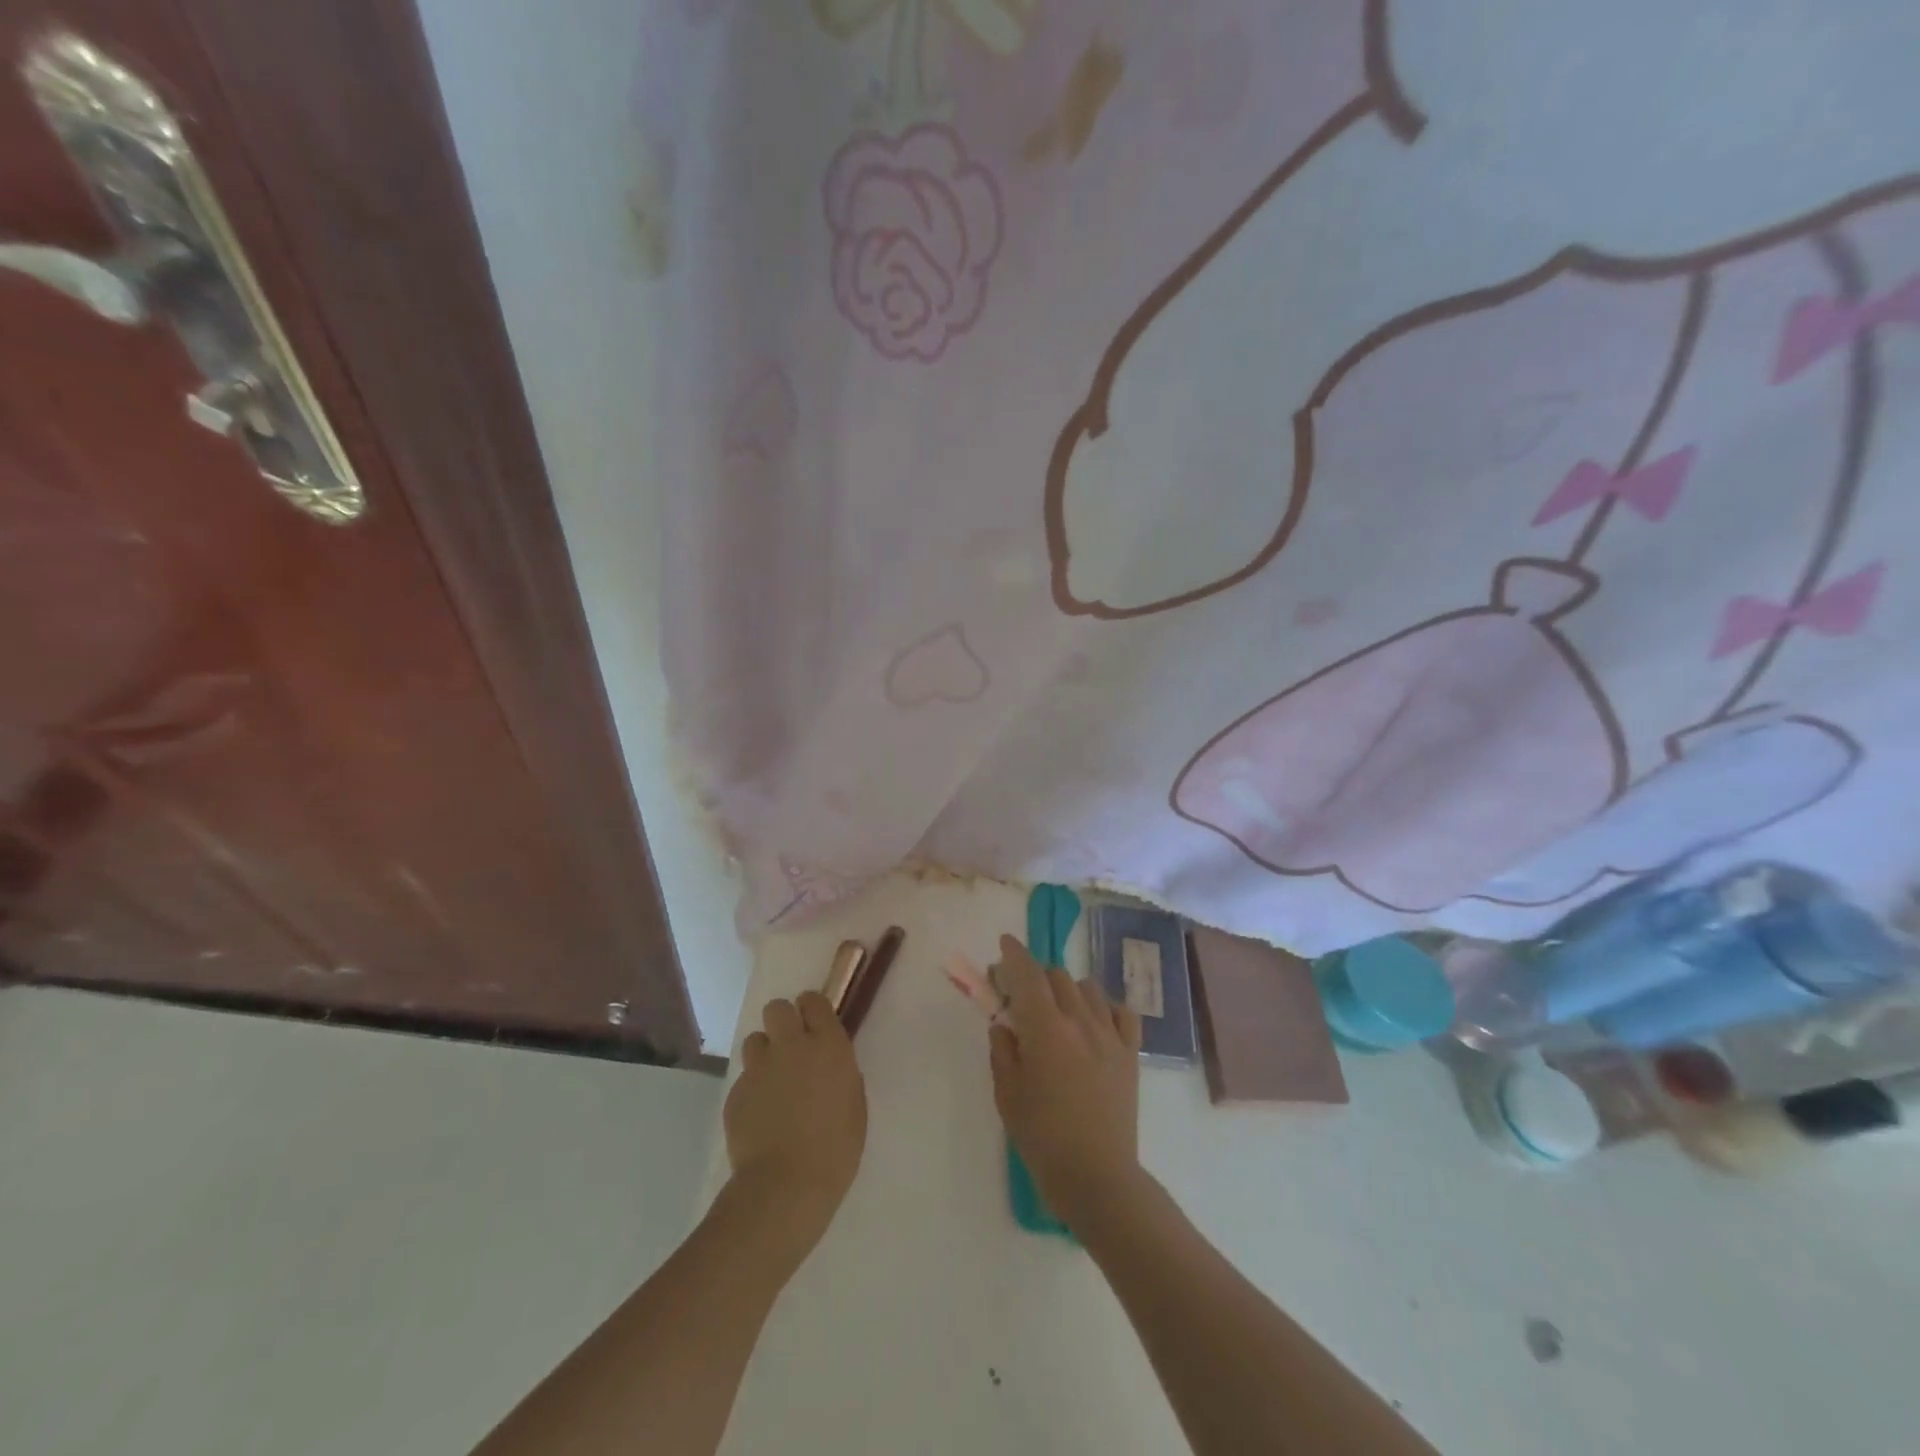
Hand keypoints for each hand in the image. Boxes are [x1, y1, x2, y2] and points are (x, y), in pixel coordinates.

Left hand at [724, 991, 866, 1255]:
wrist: (786, 1186)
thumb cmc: (836, 1148)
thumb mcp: (854, 1103)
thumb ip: (840, 1072)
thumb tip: (827, 1064)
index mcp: (828, 1045)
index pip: (813, 1001)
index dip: (811, 1009)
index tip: (813, 1024)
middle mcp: (791, 1046)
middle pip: (777, 1008)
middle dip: (783, 1021)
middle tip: (791, 1047)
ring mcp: (759, 1068)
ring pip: (755, 1040)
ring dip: (764, 1053)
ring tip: (772, 1081)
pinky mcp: (735, 1092)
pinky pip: (744, 1078)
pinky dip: (752, 1089)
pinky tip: (760, 1115)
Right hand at [987, 934, 1145, 1231]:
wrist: (1098, 1177)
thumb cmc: (1043, 1139)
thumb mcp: (1008, 1095)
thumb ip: (1003, 1051)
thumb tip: (1004, 1024)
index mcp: (1046, 1030)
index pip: (1028, 975)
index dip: (1014, 954)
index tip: (1004, 944)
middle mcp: (1080, 1021)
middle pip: (1057, 976)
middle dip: (1035, 976)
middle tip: (1020, 996)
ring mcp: (1110, 1035)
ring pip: (1088, 987)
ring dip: (1067, 990)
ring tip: (1057, 1012)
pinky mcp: (1131, 1052)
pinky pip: (1121, 1011)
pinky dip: (1104, 1007)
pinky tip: (1093, 1023)